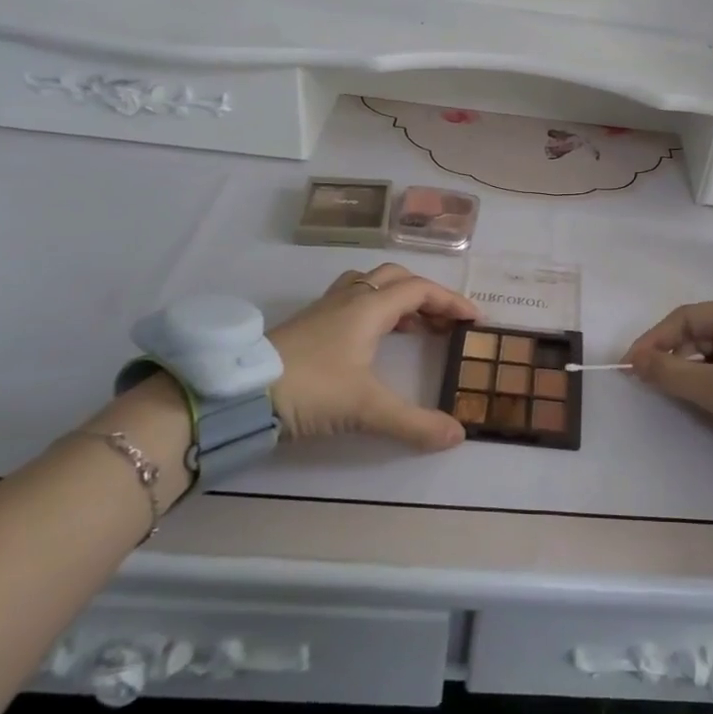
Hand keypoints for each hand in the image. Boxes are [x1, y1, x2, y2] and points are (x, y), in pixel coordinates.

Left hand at [267, 263, 479, 450]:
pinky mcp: (307, 324)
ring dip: (398, 299)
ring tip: (413, 327)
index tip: (474, 319)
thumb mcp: (366, 409)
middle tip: (444, 322)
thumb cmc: (310, 388)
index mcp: (369, 307)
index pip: (420, 290)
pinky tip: (371, 340)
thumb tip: (458, 435)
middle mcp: (350, 298)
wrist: (239, 393)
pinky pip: (352, 300)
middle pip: (396, 278)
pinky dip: (374, 310)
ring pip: (370, 285)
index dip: (451, 301)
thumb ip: (414, 423)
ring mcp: (325, 308)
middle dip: (426, 295)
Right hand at [623, 297, 712, 470]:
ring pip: (711, 352)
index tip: (630, 364)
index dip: (655, 339)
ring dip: (688, 370)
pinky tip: (693, 396)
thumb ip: (672, 373)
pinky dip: (707, 380)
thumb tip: (633, 361)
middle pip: (700, 332)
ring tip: (665, 390)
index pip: (689, 317)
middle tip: (644, 379)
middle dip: (671, 355)